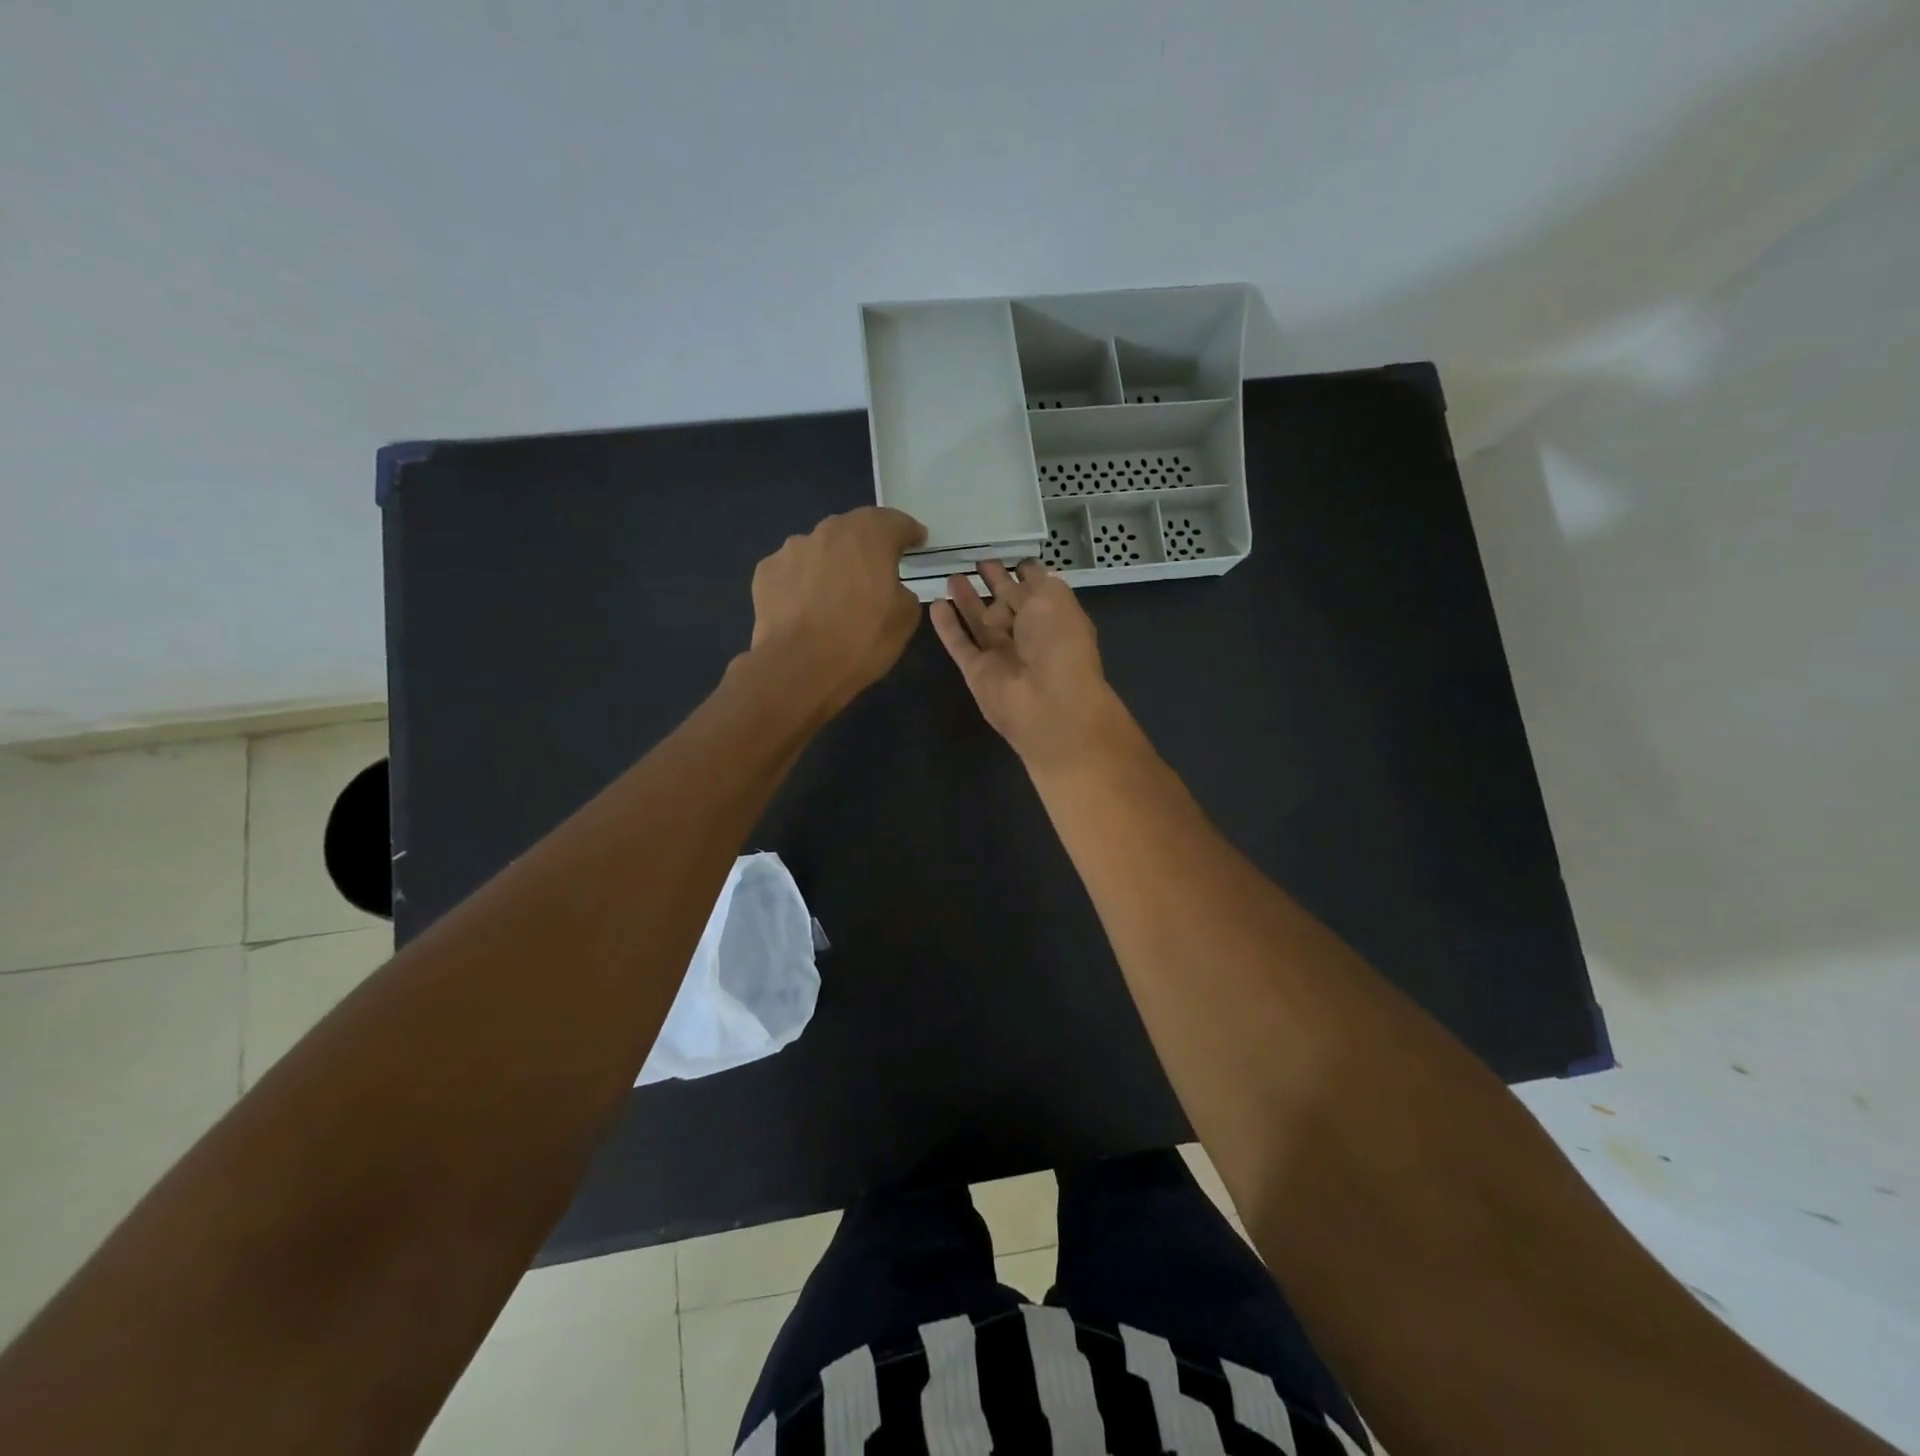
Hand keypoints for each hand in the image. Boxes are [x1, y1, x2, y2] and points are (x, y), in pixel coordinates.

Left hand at [749, 507, 925, 711]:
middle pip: (854, 529)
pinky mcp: (766, 571)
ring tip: (835, 594)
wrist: (799, 667)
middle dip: (868, 545)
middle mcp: (829, 531)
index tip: (917, 542)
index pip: (895, 522)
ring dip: (832, 563)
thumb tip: (891, 588)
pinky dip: (803, 581)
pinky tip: (806, 607)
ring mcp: (792, 549)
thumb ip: (903, 591)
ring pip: (820, 548)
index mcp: (869, 535)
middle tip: (876, 569)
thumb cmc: (861, 640)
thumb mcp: (905, 619)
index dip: (909, 532)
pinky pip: (793, 570)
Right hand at [930, 559, 1134, 772]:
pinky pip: (959, 644)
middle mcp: (1030, 636)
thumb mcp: (1052, 597)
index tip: (1010, 557)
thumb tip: (1015, 579)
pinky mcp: (977, 672)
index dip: (1025, 573)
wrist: (1048, 702)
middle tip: (977, 562)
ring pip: (980, 622)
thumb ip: (1032, 583)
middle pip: (1007, 605)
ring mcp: (1002, 655)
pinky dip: (947, 626)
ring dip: (967, 600)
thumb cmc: (1058, 643)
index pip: (1038, 590)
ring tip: (952, 576)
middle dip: (995, 583)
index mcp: (1055, 617)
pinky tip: (935, 604)